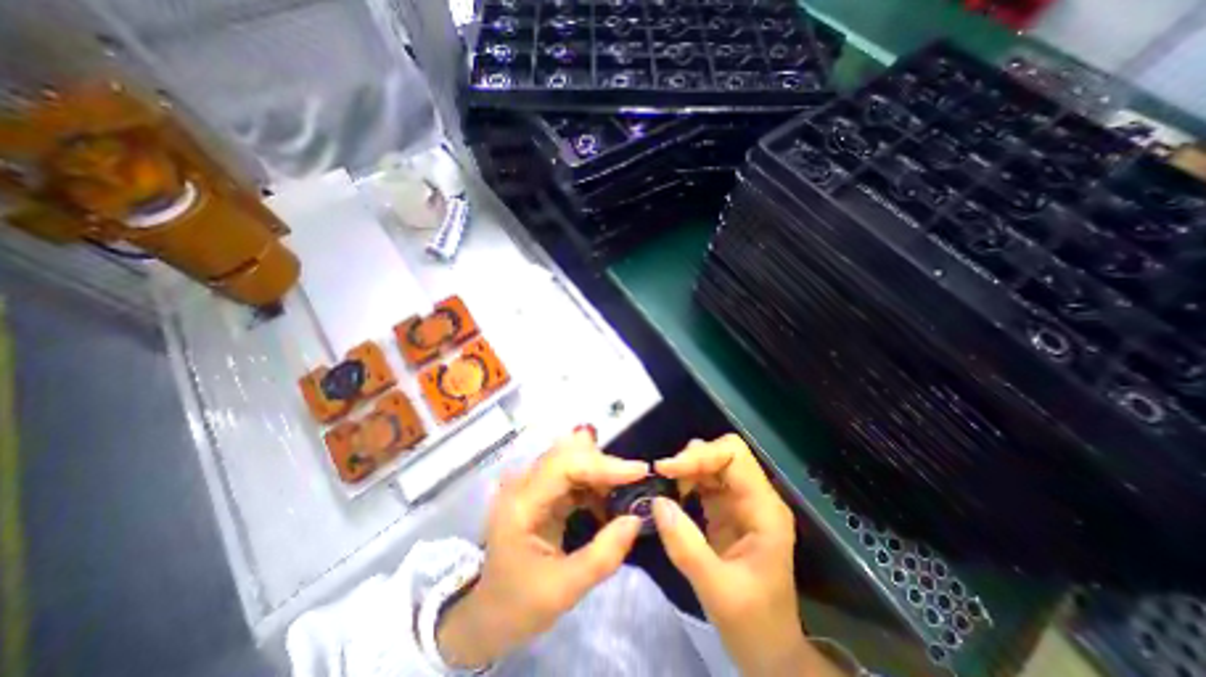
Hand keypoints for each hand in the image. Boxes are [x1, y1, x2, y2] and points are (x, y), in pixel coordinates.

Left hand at [438, 428, 648, 667]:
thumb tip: (636, 519)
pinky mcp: (539, 490)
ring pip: (571, 457)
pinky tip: (606, 500)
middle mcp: (523, 483)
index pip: (564, 466)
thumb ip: (603, 555)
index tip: (639, 471)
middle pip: (568, 453)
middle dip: (604, 464)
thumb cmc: (519, 604)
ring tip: (623, 491)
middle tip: (634, 482)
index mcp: (521, 504)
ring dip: (599, 470)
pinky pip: (571, 472)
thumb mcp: (563, 589)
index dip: (603, 464)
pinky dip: (592, 481)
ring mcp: (530, 484)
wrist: (488, 612)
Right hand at [657, 433, 839, 676]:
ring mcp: (741, 503)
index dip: (700, 455)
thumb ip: (686, 547)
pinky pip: (704, 481)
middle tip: (662, 477)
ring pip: (712, 464)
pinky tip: (672, 496)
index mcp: (764, 510)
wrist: (771, 654)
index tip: (666, 469)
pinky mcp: (727, 511)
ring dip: (686, 469)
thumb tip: (657, 502)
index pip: (734, 456)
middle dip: (690, 459)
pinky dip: (685, 481)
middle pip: (722, 454)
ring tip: (664, 486)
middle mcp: (755, 497)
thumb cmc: (754, 626)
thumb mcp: (718, 592)